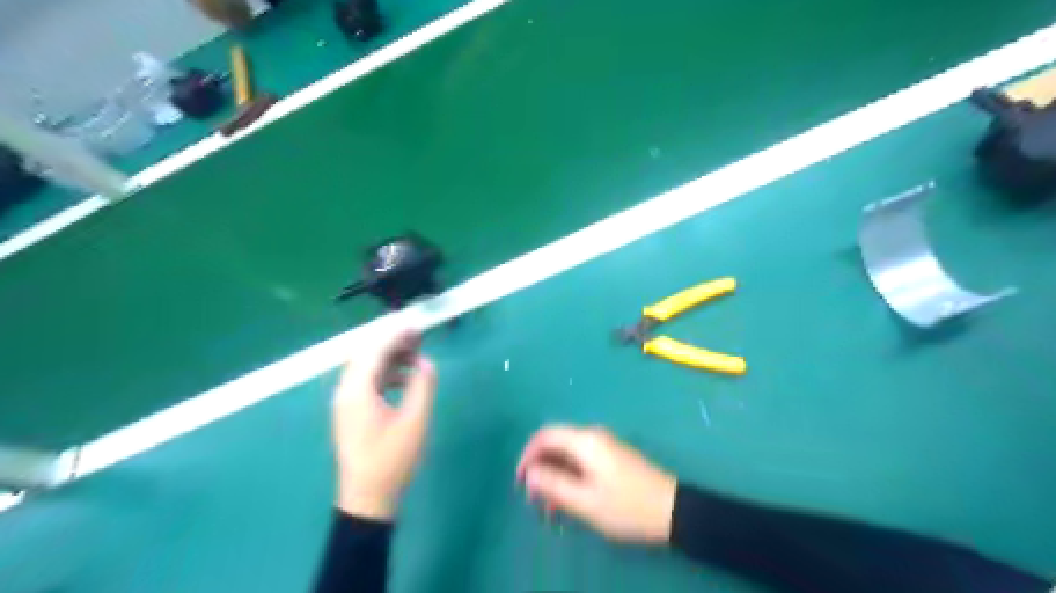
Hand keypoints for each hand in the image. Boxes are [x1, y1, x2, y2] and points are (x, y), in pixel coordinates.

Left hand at [331, 328, 433, 519]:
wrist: (367, 498)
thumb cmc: (393, 459)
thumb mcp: (415, 420)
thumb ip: (422, 384)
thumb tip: (425, 362)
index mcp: (357, 390)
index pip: (375, 349)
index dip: (396, 333)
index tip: (416, 323)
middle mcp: (346, 391)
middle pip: (366, 354)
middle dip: (392, 341)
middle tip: (418, 335)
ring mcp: (346, 402)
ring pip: (366, 367)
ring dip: (389, 356)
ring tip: (416, 353)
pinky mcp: (351, 412)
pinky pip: (367, 380)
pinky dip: (385, 372)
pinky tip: (405, 378)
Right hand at [518, 424, 674, 544]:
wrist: (673, 509)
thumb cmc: (627, 506)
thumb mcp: (585, 501)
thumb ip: (553, 484)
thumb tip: (529, 472)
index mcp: (585, 441)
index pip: (545, 435)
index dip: (527, 455)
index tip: (520, 481)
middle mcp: (592, 435)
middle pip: (555, 443)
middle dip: (540, 469)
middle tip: (535, 499)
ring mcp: (604, 444)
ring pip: (567, 454)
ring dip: (554, 476)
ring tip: (551, 507)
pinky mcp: (612, 455)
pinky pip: (581, 459)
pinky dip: (569, 476)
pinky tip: (569, 500)